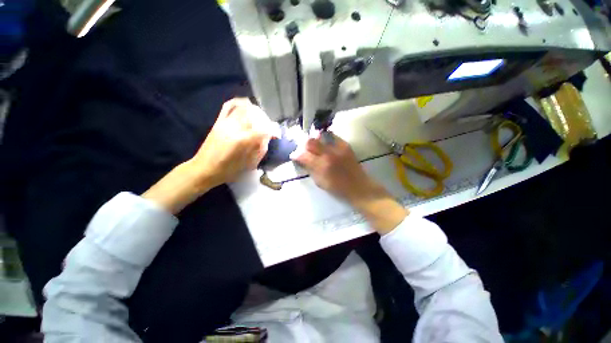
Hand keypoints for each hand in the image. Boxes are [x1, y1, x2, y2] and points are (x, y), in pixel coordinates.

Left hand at [143, 98, 272, 213]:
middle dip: (265, 120)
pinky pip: (229, 105)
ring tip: (260, 118)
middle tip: (268, 128)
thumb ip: (260, 150)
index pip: (262, 129)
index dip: (272, 131)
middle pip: (254, 115)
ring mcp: (225, 122)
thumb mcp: (248, 165)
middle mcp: (234, 128)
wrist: (203, 169)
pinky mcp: (218, 121)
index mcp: (242, 141)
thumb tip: (267, 138)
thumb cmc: (227, 171)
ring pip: (244, 108)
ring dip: (255, 111)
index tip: (275, 136)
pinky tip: (246, 106)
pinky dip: (240, 103)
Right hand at [290, 134, 407, 233]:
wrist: (359, 187)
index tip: (294, 156)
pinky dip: (326, 139)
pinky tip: (325, 144)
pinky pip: (332, 137)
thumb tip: (301, 160)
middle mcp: (328, 154)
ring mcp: (338, 148)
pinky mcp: (345, 145)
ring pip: (320, 137)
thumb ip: (310, 169)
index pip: (303, 155)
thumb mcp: (320, 182)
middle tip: (304, 150)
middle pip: (310, 141)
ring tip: (314, 146)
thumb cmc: (338, 188)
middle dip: (304, 145)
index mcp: (321, 166)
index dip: (296, 155)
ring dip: (314, 140)